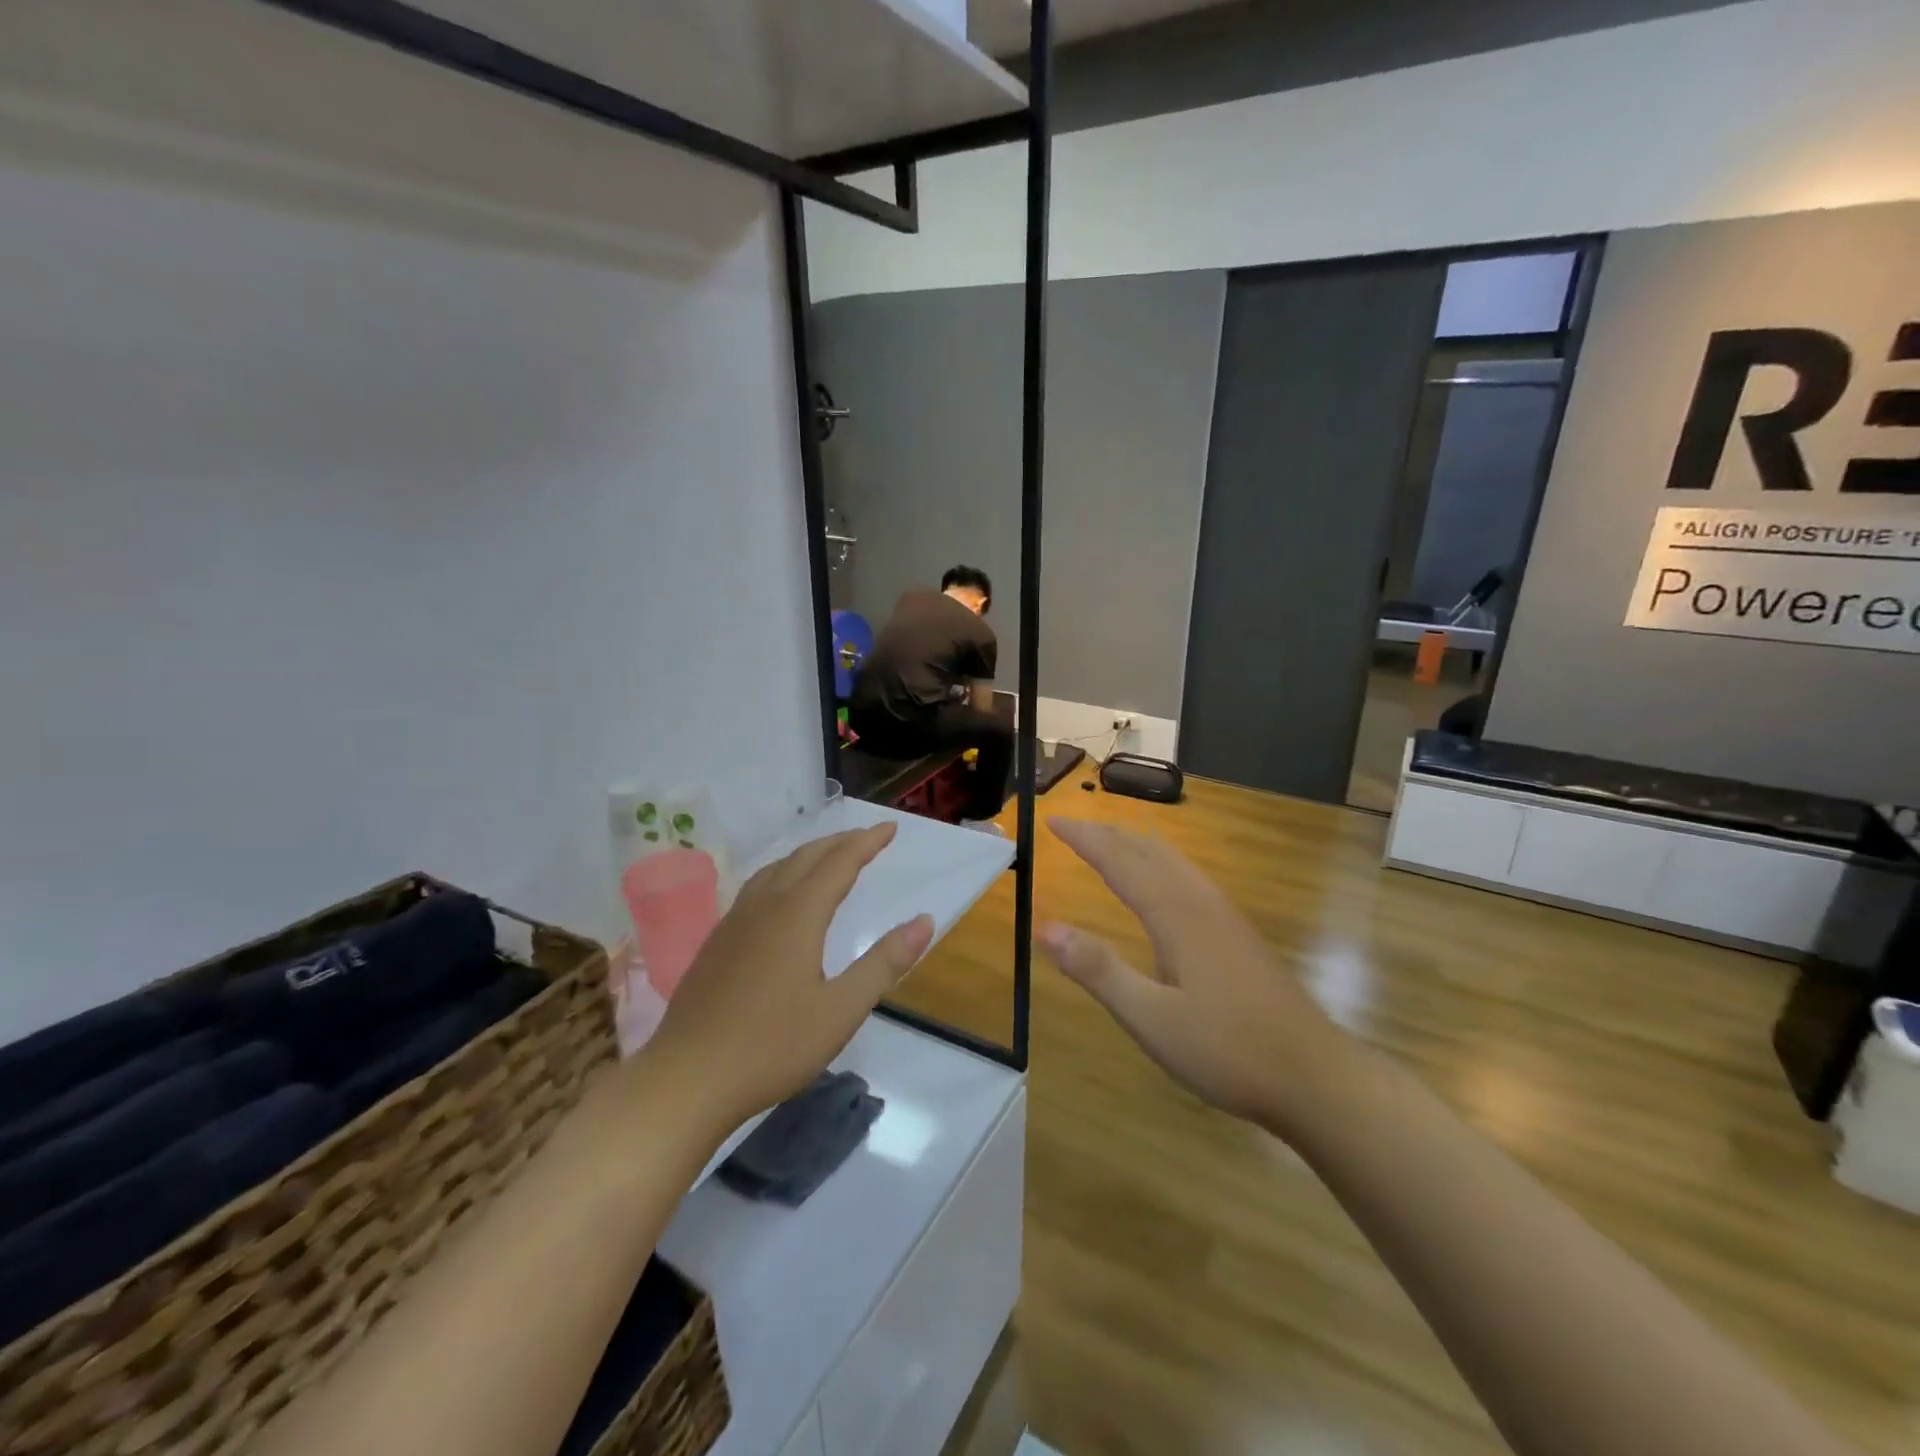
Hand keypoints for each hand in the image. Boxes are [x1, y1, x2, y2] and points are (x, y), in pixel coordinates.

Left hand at [647, 824, 933, 1139]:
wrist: (686, 1078)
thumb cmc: (772, 1046)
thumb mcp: (841, 1010)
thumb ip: (884, 962)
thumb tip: (924, 921)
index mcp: (797, 914)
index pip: (840, 862)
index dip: (867, 842)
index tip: (890, 827)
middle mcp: (765, 905)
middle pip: (806, 857)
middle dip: (840, 842)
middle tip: (868, 838)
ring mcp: (734, 921)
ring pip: (776, 869)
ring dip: (809, 855)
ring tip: (829, 857)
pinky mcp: (717, 941)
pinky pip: (757, 887)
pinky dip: (783, 873)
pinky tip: (781, 897)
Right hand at [1036, 817, 1348, 1131]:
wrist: (1316, 1076)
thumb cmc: (1228, 1050)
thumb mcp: (1151, 1019)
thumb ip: (1099, 971)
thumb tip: (1045, 927)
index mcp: (1175, 915)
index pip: (1120, 861)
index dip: (1085, 839)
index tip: (1053, 821)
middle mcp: (1200, 902)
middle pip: (1148, 850)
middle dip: (1107, 834)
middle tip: (1073, 827)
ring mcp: (1224, 916)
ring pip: (1173, 861)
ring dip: (1135, 844)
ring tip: (1109, 842)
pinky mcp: (1238, 934)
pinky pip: (1188, 877)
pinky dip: (1159, 862)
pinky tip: (1162, 884)